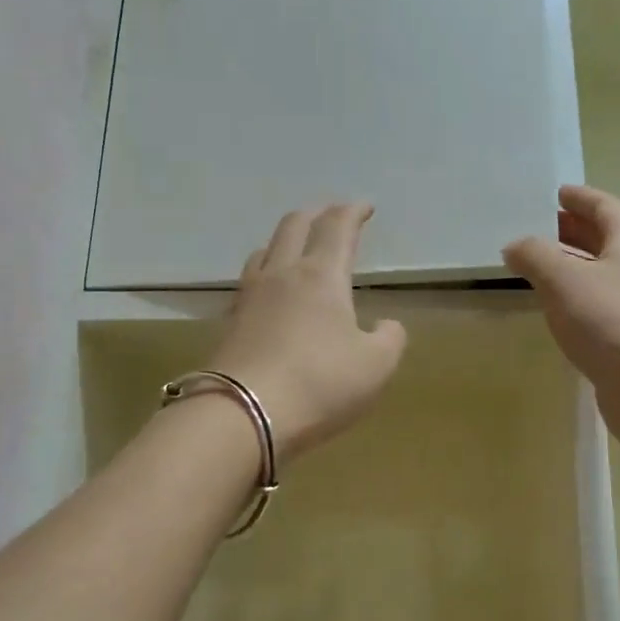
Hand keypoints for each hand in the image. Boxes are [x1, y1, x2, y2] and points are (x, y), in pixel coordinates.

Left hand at [206, 202, 406, 463]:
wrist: (242, 414)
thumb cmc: (319, 383)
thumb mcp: (375, 366)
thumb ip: (389, 339)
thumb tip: (385, 325)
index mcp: (321, 275)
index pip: (337, 227)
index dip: (352, 211)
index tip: (364, 206)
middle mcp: (282, 274)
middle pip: (294, 226)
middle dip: (316, 214)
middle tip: (331, 214)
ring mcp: (250, 296)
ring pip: (265, 250)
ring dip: (285, 239)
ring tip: (296, 247)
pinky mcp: (230, 322)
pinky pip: (250, 281)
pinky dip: (266, 272)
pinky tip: (270, 291)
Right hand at [504, 185, 619, 470]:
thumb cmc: (612, 323)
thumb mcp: (563, 280)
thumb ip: (534, 255)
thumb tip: (515, 246)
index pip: (606, 207)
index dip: (580, 197)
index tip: (556, 192)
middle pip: (607, 238)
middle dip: (574, 230)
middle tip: (539, 226)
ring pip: (603, 273)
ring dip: (573, 265)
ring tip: (538, 265)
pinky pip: (601, 304)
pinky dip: (577, 297)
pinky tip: (556, 307)